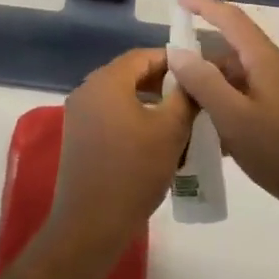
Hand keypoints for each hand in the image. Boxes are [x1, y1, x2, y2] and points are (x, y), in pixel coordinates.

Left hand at [47, 49, 195, 266]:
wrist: (91, 223)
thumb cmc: (134, 171)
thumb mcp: (170, 130)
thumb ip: (186, 97)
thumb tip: (194, 77)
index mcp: (106, 81)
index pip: (143, 56)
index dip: (173, 60)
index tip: (199, 73)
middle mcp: (87, 90)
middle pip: (130, 74)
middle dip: (163, 83)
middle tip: (193, 98)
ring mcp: (79, 114)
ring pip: (121, 96)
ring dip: (150, 103)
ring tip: (180, 120)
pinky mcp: (78, 137)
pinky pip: (111, 115)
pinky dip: (134, 119)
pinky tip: (156, 140)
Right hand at [166, 0, 278, 230]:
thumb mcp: (235, 119)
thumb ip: (205, 83)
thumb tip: (178, 51)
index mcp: (266, 61)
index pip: (232, 20)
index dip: (204, 6)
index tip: (178, 0)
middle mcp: (277, 70)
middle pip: (233, 52)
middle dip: (201, 60)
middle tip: (170, 78)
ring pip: (240, 79)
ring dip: (213, 89)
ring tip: (185, 109)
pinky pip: (250, 100)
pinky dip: (228, 108)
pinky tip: (212, 134)